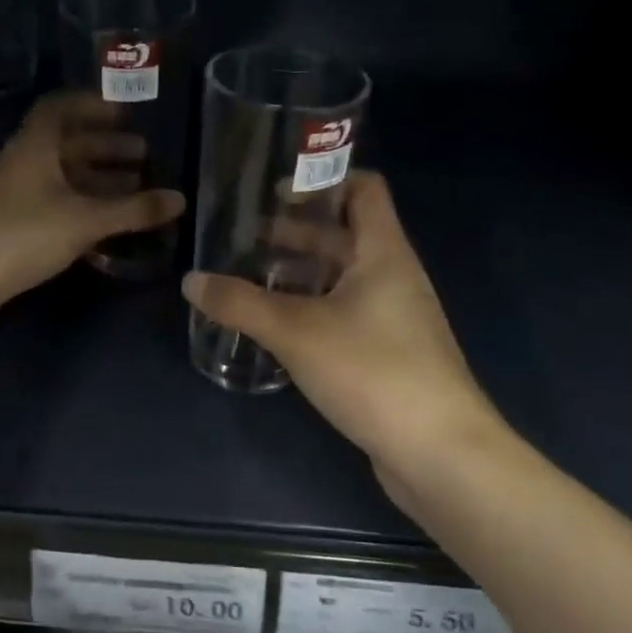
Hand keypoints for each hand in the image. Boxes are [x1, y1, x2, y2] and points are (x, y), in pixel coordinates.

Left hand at [0, 92, 185, 330]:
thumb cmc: (22, 233)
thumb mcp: (84, 219)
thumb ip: (132, 210)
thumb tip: (180, 199)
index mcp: (34, 146)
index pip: (60, 108)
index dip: (92, 105)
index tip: (125, 112)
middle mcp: (23, 163)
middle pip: (67, 145)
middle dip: (106, 147)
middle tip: (144, 155)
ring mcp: (15, 196)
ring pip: (63, 178)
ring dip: (98, 180)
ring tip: (136, 189)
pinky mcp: (13, 226)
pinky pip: (56, 205)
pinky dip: (83, 207)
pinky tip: (108, 223)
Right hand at [182, 172, 510, 504]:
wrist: (440, 453)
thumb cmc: (373, 371)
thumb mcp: (296, 331)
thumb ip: (241, 304)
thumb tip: (191, 281)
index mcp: (384, 253)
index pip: (364, 189)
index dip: (324, 179)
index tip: (277, 187)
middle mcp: (395, 277)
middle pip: (346, 235)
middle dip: (298, 231)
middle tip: (247, 236)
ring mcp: (396, 319)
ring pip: (344, 279)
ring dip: (302, 274)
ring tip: (253, 279)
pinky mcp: (390, 356)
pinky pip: (347, 315)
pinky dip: (313, 309)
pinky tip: (280, 328)